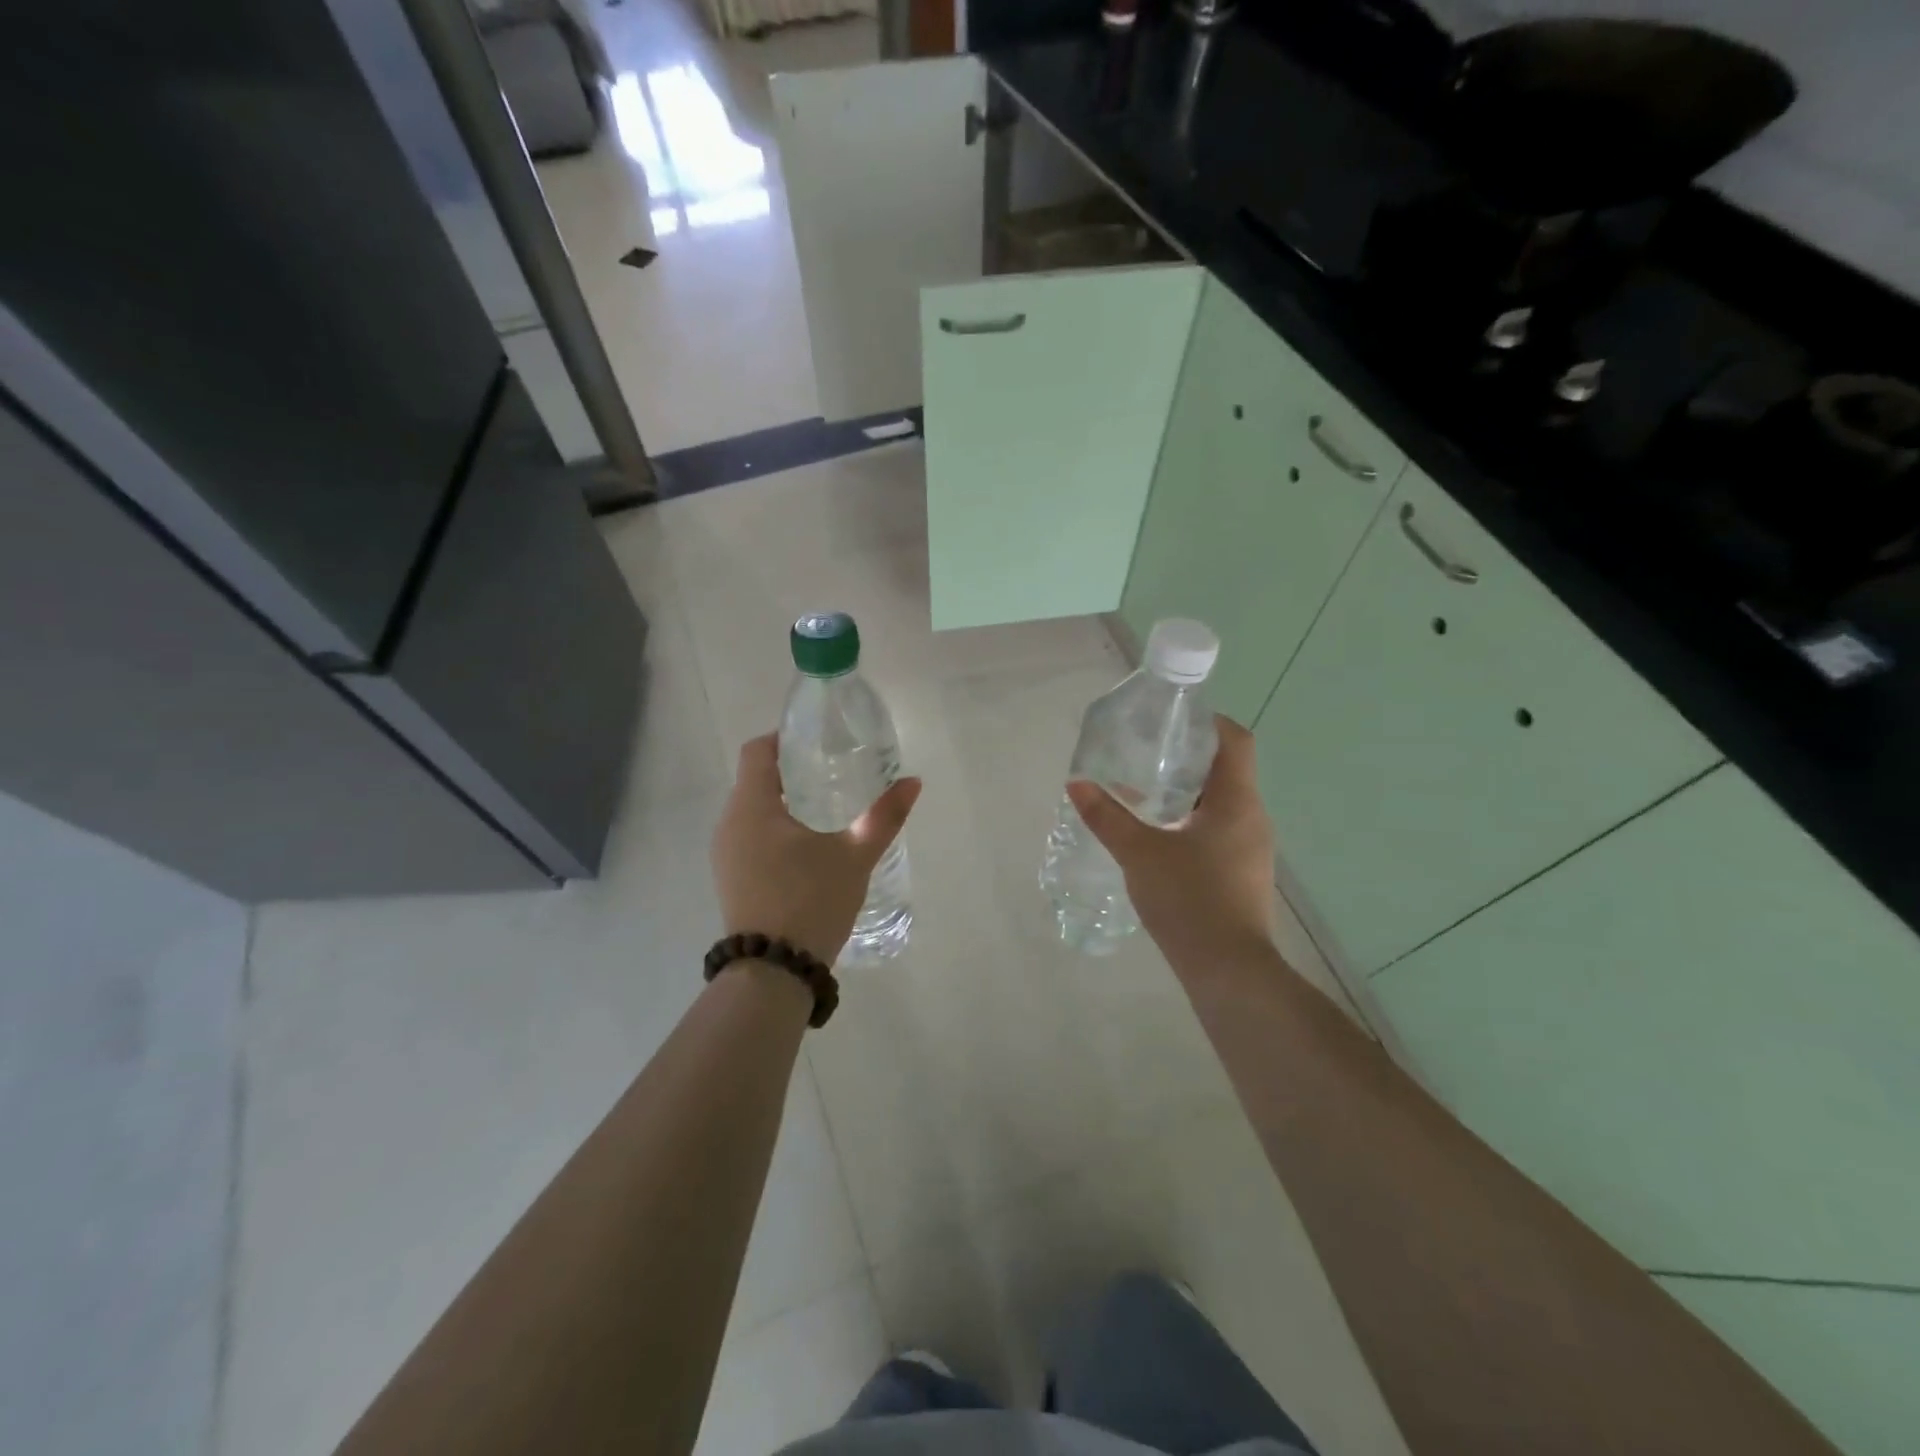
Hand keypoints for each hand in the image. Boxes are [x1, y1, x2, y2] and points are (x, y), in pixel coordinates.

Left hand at [711, 734, 921, 965]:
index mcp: (752, 807)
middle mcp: (729, 824)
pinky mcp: (730, 879)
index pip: (757, 751)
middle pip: (755, 779)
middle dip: (790, 772)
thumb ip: (884, 817)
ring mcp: (725, 854)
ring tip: (824, 810)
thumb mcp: (854, 856)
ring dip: (782, 803)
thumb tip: (913, 782)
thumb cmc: (811, 900)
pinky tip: (805, 848)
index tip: (817, 741)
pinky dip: (773, 830)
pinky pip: (749, 837)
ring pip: (751, 811)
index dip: (784, 738)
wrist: (774, 972)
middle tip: (831, 773)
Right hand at [1067, 715, 1274, 974]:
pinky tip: (1158, 837)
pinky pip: (1219, 831)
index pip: (1235, 740)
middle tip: (1144, 754)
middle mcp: (1252, 818)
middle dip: (1186, 758)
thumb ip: (1107, 816)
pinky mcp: (1242, 873)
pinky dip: (1191, 822)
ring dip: (1186, 793)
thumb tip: (1076, 784)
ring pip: (1221, 804)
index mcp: (1236, 801)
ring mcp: (1251, 849)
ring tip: (1143, 793)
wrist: (1228, 971)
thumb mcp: (1139, 853)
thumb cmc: (1189, 899)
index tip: (1170, 720)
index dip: (1207, 722)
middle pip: (1225, 770)